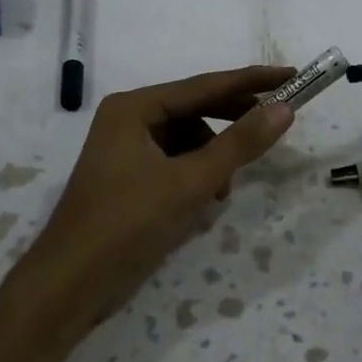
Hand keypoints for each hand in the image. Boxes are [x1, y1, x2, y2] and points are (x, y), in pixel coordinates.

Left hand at [20, 65, 295, 342]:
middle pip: (195, 108)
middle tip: (277, 122)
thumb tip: (284, 108)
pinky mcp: (128, 178)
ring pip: (187, 139)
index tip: (291, 75)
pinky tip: (204, 200)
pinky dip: (195, 175)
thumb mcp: (191, 182)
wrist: (70, 286)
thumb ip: (240, 143)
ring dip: (213, 157)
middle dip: (234, 120)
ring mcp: (125, 149)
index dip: (252, 82)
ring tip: (224, 188)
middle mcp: (128, 119)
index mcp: (135, 107)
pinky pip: (174, 162)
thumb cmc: (128, 224)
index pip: (205, 85)